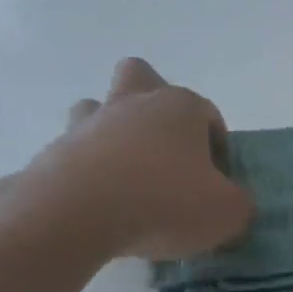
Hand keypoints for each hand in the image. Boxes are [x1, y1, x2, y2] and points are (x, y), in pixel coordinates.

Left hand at [0, 59, 253, 262]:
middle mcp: (134, 103)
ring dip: (110, 131)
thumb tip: (234, 204)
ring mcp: (88, 123)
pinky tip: (94, 205)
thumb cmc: (163, 202)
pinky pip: (72, 152)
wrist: (75, 215)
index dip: (217, 147)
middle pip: (141, 76)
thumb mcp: (226, 213)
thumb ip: (239, 204)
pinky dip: (83, 171)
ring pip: (98, 108)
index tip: (215, 182)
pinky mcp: (53, 152)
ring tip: (122, 176)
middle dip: (152, 102)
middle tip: (163, 150)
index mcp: (180, 107)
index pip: (208, 114)